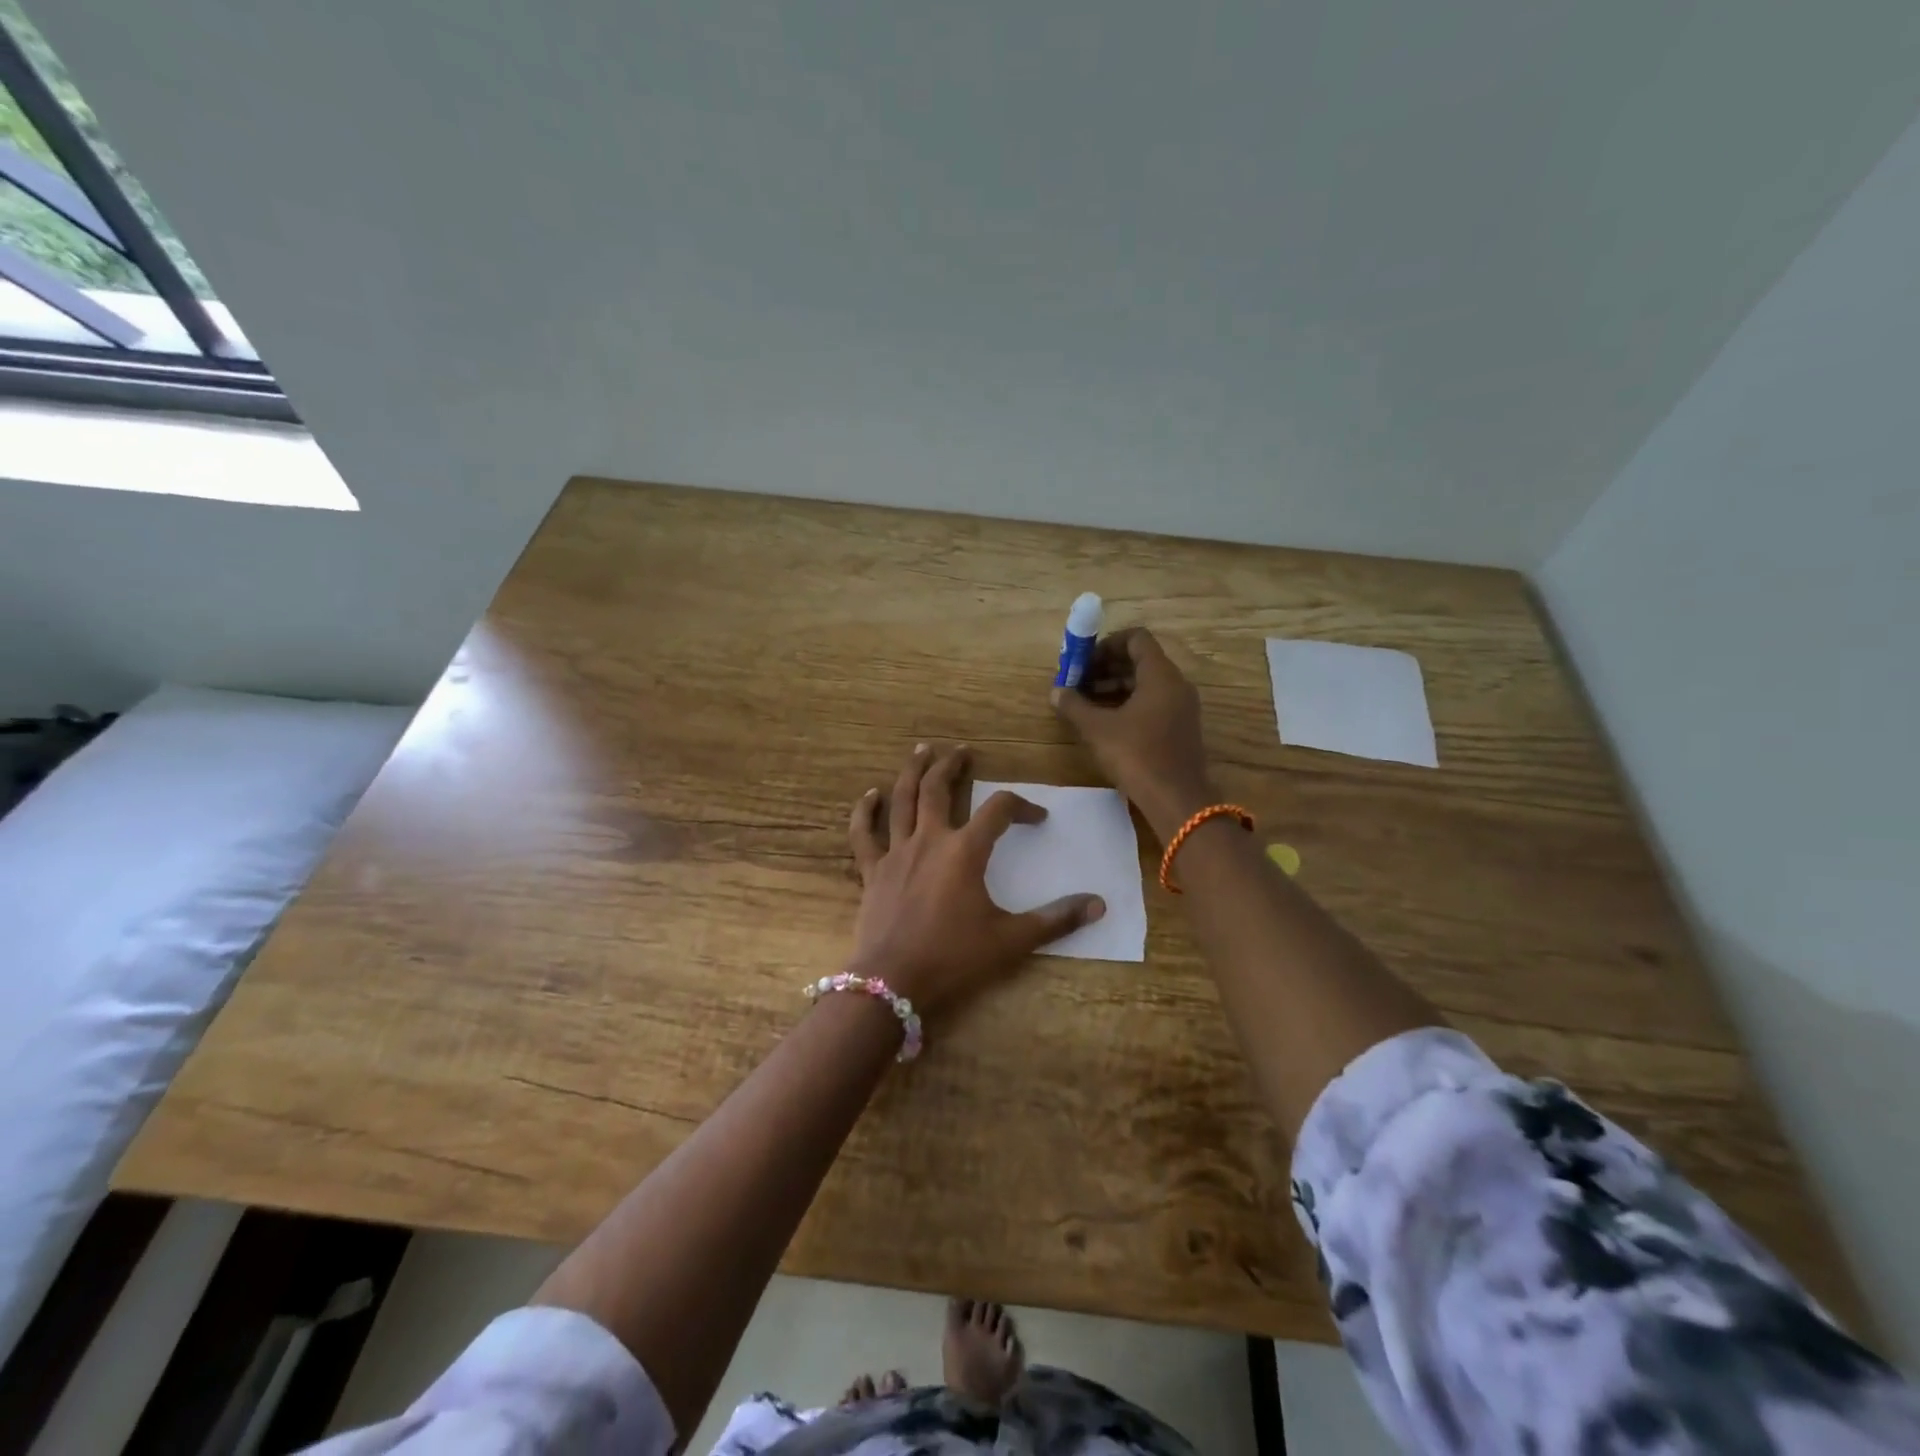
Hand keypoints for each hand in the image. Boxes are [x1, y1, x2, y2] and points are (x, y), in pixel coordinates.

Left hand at [847, 743, 1104, 1017]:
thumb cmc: (954, 958)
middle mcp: (930, 840)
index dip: (1022, 806)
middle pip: (939, 788)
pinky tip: (868, 795)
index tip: (1037, 817)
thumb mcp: (1011, 941)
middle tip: (962, 750)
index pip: (999, 810)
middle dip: (952, 765)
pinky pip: (864, 834)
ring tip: (921, 750)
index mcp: (965, 851)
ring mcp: (896, 852)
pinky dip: (865, 812)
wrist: (893, 982)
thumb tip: (1098, 905)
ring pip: (902, 800)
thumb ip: (1055, 920)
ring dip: (912, 772)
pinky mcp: (872, 871)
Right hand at [1050, 628, 1216, 841]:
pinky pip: (1153, 703)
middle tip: (1078, 682)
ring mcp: (1181, 707)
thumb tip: (1056, 692)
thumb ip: (1074, 706)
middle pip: (1140, 661)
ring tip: (1086, 703)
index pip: (1136, 638)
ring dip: (1115, 687)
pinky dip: (1129, 704)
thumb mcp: (1098, 729)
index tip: (1084, 661)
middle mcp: (1176, 684)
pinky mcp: (1180, 728)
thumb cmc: (1137, 756)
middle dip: (1106, 667)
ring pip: (1146, 684)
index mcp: (1160, 675)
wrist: (1177, 800)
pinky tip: (1105, 722)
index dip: (1107, 644)